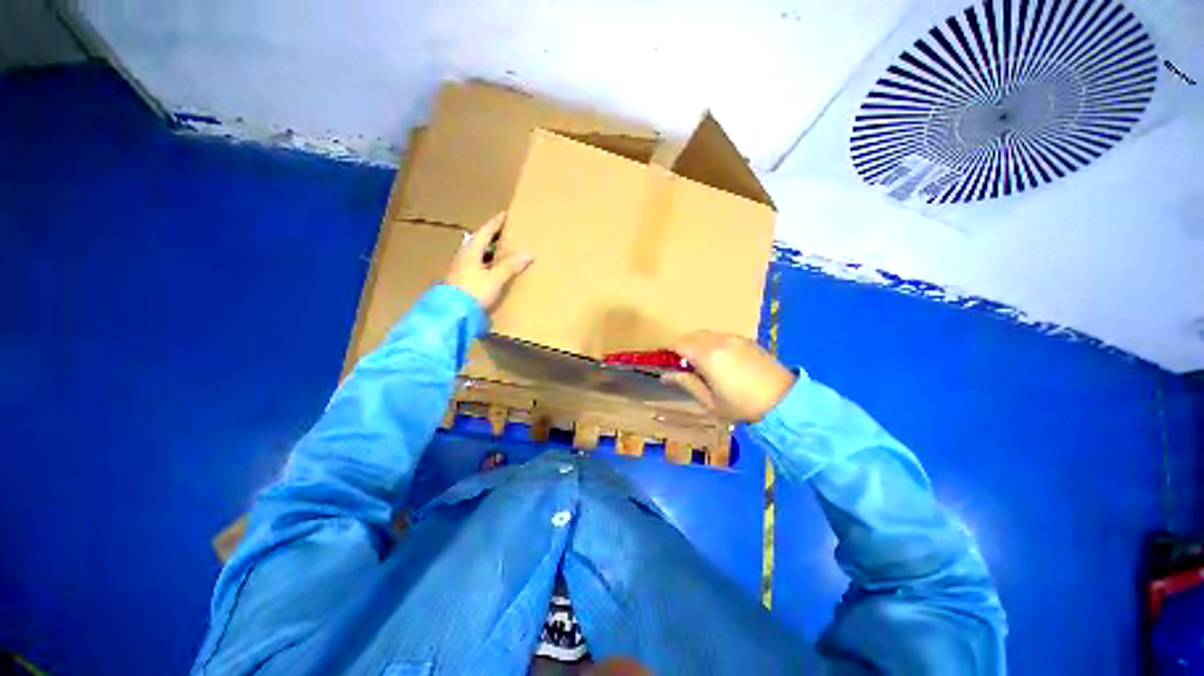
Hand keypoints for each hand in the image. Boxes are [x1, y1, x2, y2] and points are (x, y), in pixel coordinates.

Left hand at [444, 212, 533, 313]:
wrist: (452, 314)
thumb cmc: (473, 292)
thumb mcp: (495, 279)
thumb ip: (511, 266)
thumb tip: (528, 253)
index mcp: (470, 252)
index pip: (484, 232)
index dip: (495, 223)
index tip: (505, 215)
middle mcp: (463, 258)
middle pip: (478, 242)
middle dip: (491, 237)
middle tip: (504, 232)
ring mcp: (460, 270)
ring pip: (476, 255)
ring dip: (488, 251)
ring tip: (501, 251)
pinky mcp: (461, 282)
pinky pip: (476, 266)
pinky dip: (486, 264)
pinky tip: (492, 270)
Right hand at [662, 331, 795, 421]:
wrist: (786, 402)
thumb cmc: (742, 406)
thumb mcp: (709, 401)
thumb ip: (686, 383)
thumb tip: (665, 376)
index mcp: (707, 355)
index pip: (678, 343)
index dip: (667, 350)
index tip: (664, 361)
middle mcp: (719, 340)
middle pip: (691, 335)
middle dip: (682, 346)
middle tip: (681, 365)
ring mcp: (735, 338)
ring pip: (706, 334)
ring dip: (697, 344)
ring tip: (701, 364)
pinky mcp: (747, 340)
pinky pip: (721, 336)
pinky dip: (713, 344)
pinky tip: (720, 361)